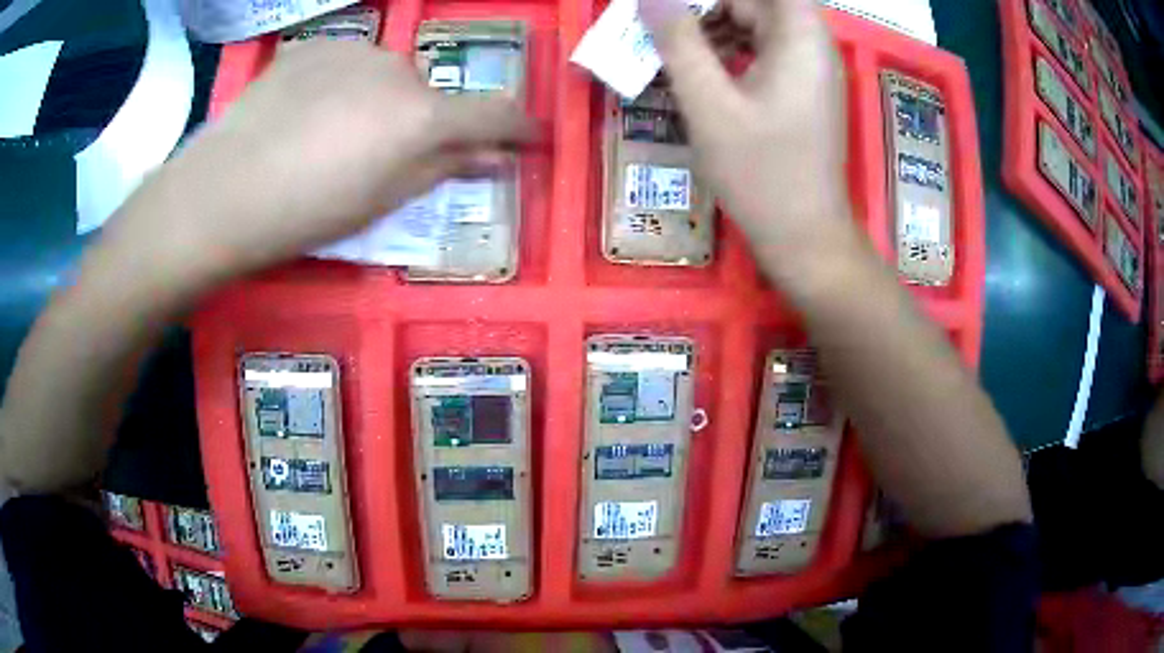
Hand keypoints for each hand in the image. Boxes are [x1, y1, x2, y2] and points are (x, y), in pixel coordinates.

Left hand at [108, 40, 533, 279]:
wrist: (221, 192)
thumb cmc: (305, 214)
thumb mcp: (381, 204)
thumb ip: (442, 172)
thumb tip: (491, 158)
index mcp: (421, 117)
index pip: (495, 114)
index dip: (518, 128)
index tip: (528, 138)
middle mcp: (400, 69)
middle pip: (429, 95)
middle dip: (421, 123)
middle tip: (383, 157)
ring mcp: (355, 51)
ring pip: (388, 76)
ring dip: (380, 101)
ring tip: (334, 136)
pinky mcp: (316, 46)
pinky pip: (348, 65)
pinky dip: (343, 86)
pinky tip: (307, 114)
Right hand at [641, 0, 850, 250]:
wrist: (804, 237)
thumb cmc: (760, 173)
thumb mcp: (708, 104)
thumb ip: (677, 41)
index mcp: (800, 38)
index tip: (679, 8)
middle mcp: (813, 45)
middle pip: (759, 3)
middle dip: (708, 7)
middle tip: (663, 26)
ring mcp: (811, 69)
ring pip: (759, 25)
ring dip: (715, 28)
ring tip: (673, 48)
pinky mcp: (804, 91)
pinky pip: (765, 52)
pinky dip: (731, 51)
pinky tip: (701, 71)